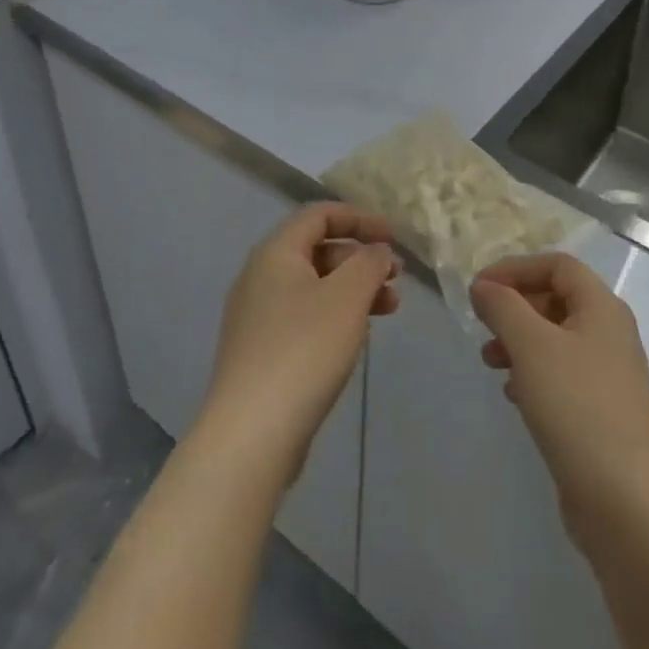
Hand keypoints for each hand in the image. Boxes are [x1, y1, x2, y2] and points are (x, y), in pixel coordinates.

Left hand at [194, 203, 398, 488]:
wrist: (251, 433)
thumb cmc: (303, 350)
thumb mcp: (347, 297)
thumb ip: (368, 263)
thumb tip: (376, 251)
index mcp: (275, 253)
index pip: (318, 215)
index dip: (359, 218)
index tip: (393, 237)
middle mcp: (260, 277)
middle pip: (317, 250)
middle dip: (360, 258)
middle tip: (396, 278)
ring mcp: (257, 317)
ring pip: (314, 286)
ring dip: (353, 289)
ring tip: (390, 309)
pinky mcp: (261, 352)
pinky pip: (305, 316)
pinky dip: (336, 315)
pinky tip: (357, 337)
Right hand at [471, 253, 648, 556]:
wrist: (627, 502)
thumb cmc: (577, 408)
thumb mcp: (531, 346)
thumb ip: (502, 307)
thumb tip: (483, 287)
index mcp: (602, 308)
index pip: (557, 265)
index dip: (515, 268)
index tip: (479, 289)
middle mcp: (610, 333)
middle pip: (556, 298)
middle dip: (514, 306)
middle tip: (482, 327)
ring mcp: (608, 374)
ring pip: (556, 339)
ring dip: (519, 341)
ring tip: (490, 362)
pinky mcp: (601, 410)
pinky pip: (561, 374)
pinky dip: (533, 373)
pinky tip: (514, 394)